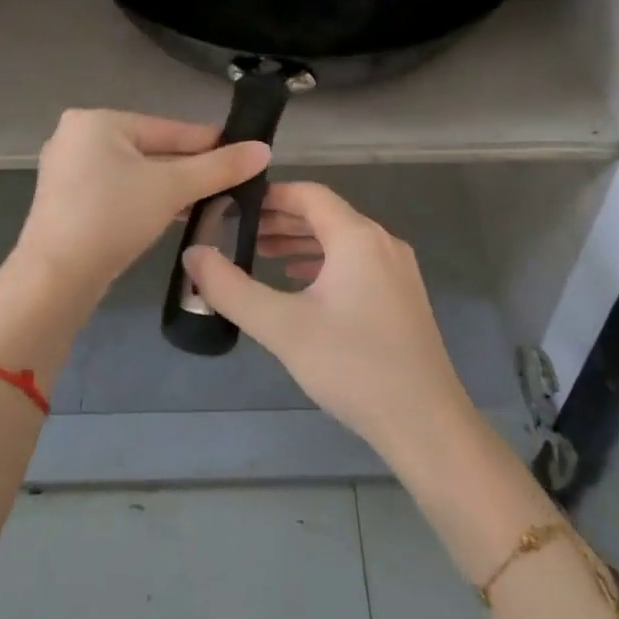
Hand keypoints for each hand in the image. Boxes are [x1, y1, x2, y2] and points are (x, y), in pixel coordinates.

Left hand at [12, 109, 269, 306]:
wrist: (54, 279)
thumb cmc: (113, 217)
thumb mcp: (172, 188)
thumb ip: (219, 167)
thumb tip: (264, 149)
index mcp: (97, 121)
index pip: (168, 129)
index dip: (210, 143)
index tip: (245, 154)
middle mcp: (77, 136)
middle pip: (152, 149)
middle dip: (190, 169)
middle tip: (230, 183)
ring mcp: (67, 170)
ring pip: (135, 172)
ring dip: (170, 187)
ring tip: (211, 201)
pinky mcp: (66, 200)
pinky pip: (117, 190)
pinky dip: (145, 200)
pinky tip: (174, 214)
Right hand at [182, 182, 472, 460]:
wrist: (425, 423)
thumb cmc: (352, 366)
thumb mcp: (282, 326)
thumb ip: (231, 288)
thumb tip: (193, 254)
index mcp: (357, 237)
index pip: (308, 195)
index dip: (270, 196)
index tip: (235, 206)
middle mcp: (382, 242)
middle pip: (325, 215)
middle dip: (281, 220)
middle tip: (240, 232)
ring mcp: (397, 269)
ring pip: (342, 240)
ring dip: (302, 243)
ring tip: (263, 255)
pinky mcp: (402, 296)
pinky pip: (357, 262)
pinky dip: (325, 263)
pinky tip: (301, 284)